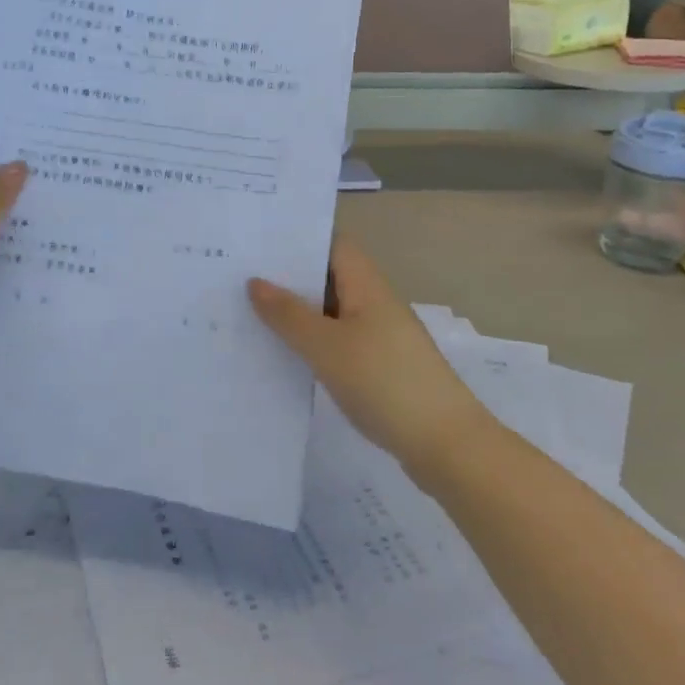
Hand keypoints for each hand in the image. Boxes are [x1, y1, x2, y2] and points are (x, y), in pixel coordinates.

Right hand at [248, 237, 488, 481]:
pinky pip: (339, 342)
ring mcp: (381, 336)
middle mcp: (375, 302)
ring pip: (331, 313)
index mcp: (367, 285)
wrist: (446, 445)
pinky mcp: (381, 367)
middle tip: (238, 279)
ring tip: (248, 314)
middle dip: (288, 278)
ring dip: (297, 314)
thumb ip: (288, 314)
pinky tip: (283, 356)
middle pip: (329, 277)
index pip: (332, 244)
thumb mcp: (326, 346)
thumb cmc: (384, 382)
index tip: (256, 243)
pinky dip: (312, 343)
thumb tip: (255, 282)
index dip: (297, 240)